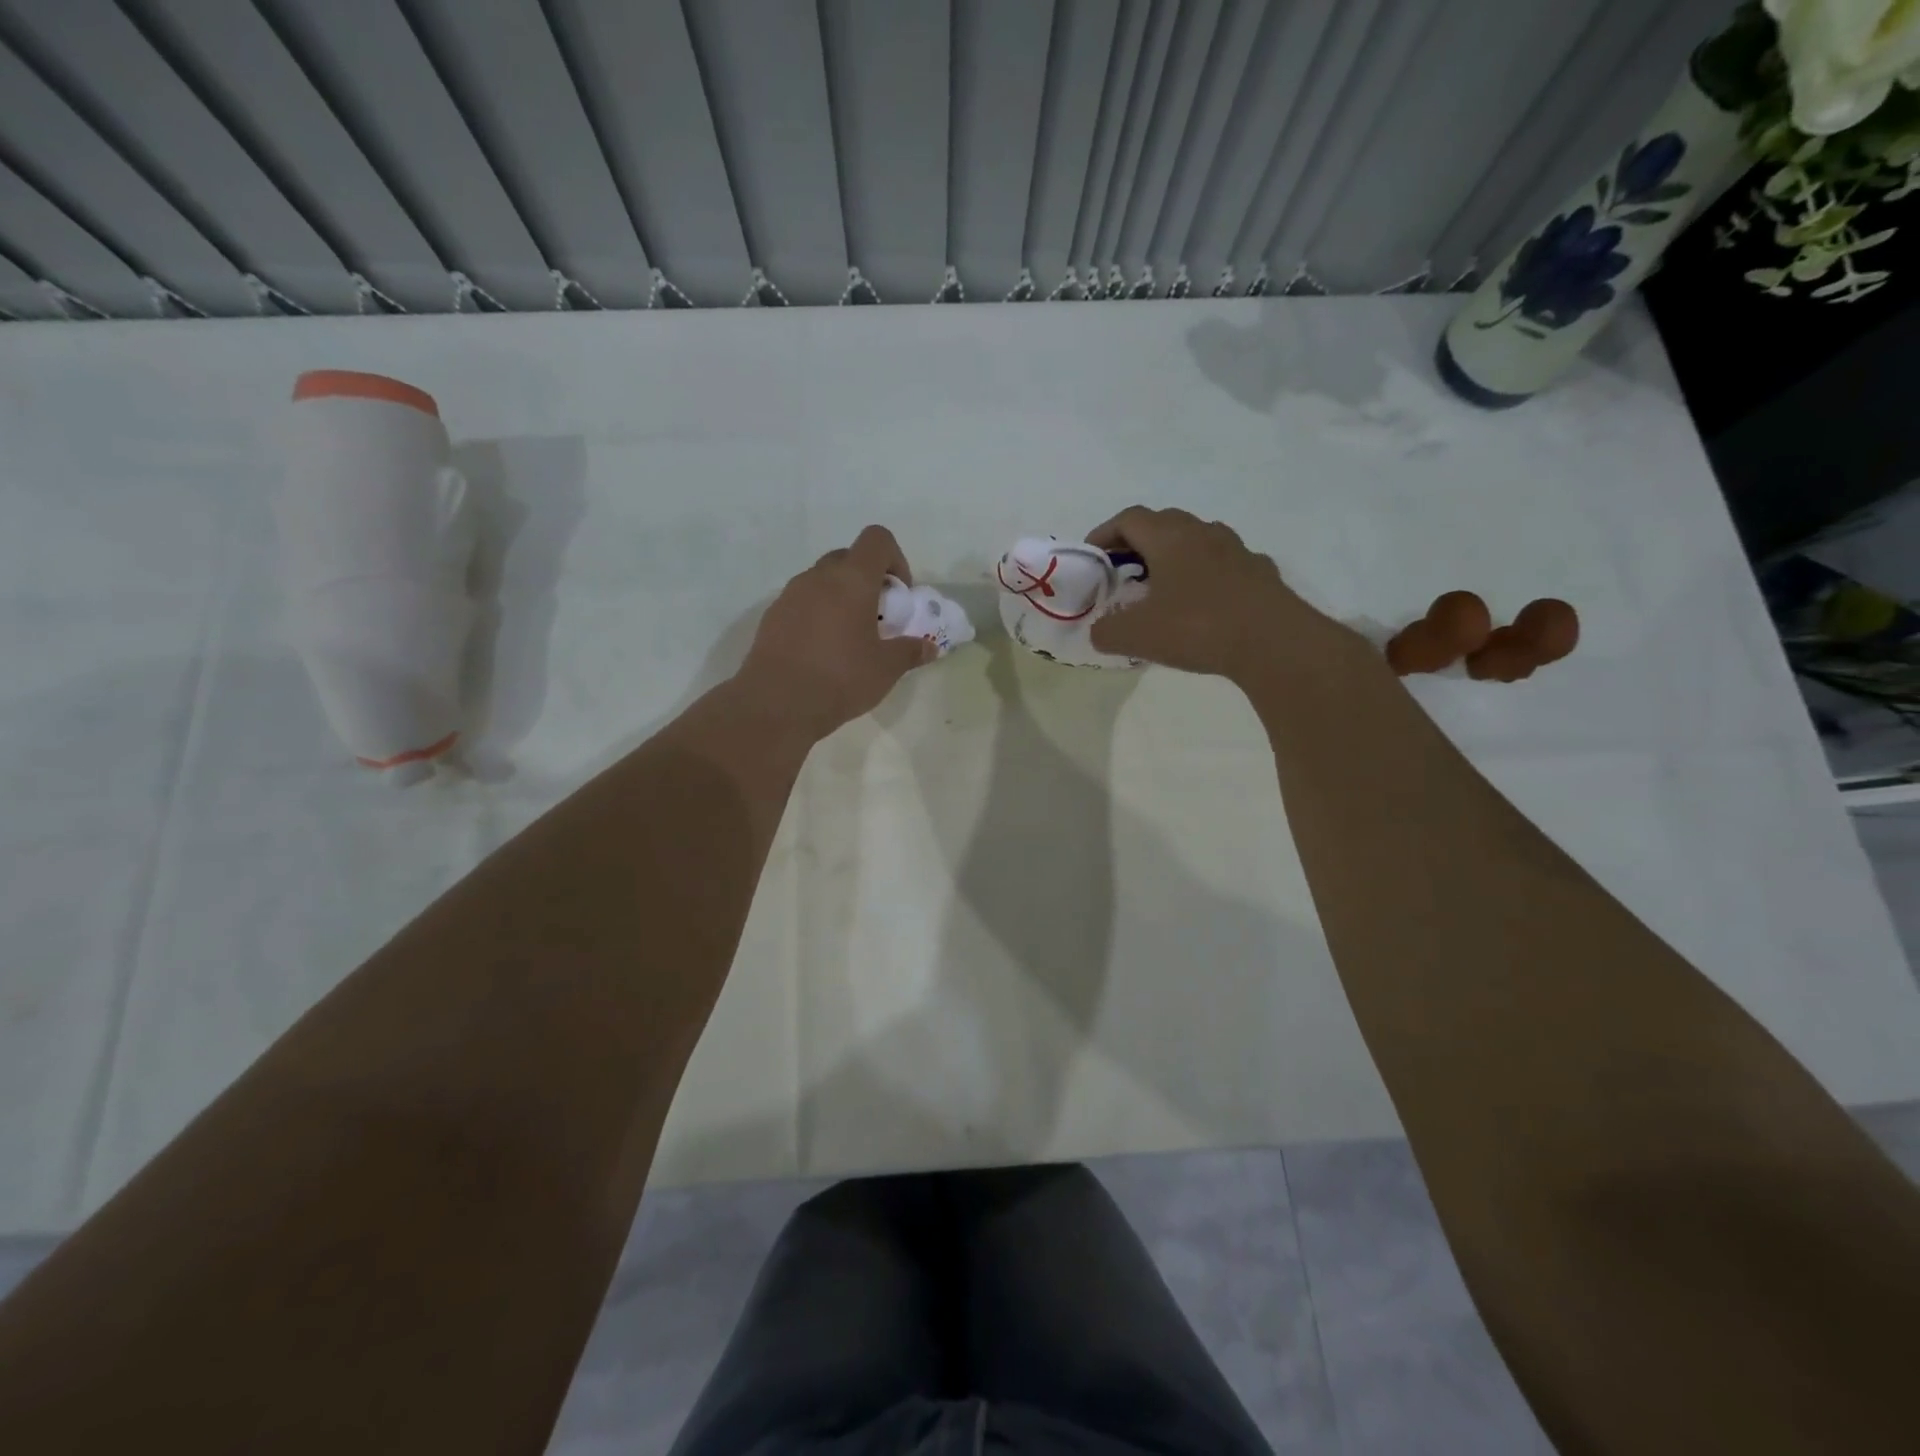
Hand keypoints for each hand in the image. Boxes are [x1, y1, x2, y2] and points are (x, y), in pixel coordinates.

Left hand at [737, 525, 933, 737]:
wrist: (776, 703)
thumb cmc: (840, 678)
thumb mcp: (886, 669)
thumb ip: (910, 652)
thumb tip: (929, 647)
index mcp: (852, 580)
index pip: (877, 539)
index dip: (895, 559)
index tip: (899, 595)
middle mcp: (819, 577)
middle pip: (848, 558)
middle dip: (867, 579)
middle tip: (877, 616)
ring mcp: (790, 594)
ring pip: (822, 580)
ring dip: (840, 597)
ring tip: (848, 637)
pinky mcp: (772, 616)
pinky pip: (802, 602)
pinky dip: (817, 614)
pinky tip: (821, 651)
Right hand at [1087, 506, 1335, 682]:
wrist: (1273, 642)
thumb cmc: (1196, 627)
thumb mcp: (1136, 636)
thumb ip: (1107, 631)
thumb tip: (1099, 630)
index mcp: (1169, 538)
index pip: (1129, 519)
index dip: (1105, 533)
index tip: (1092, 555)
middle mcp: (1203, 533)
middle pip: (1164, 522)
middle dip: (1138, 541)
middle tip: (1123, 569)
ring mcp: (1237, 550)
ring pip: (1198, 539)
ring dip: (1175, 555)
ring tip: (1163, 585)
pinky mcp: (1261, 573)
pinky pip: (1226, 564)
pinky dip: (1207, 575)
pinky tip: (1205, 602)